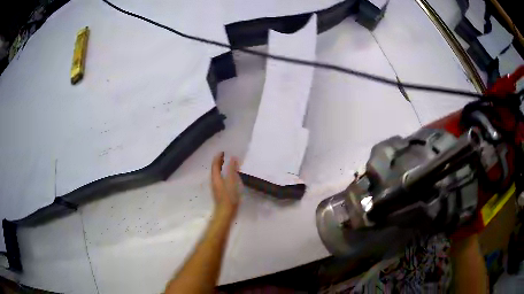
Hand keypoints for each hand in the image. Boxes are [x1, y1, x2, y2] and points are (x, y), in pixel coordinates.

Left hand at [211, 152, 240, 219]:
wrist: (225, 213)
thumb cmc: (228, 198)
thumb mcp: (232, 182)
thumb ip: (232, 170)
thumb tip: (233, 158)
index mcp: (216, 178)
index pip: (215, 165)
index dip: (218, 158)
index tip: (222, 152)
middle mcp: (214, 182)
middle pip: (215, 169)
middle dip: (219, 162)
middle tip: (224, 156)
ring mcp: (217, 188)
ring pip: (217, 175)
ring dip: (221, 168)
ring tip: (226, 164)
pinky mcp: (220, 192)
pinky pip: (220, 179)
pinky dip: (223, 174)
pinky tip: (229, 177)